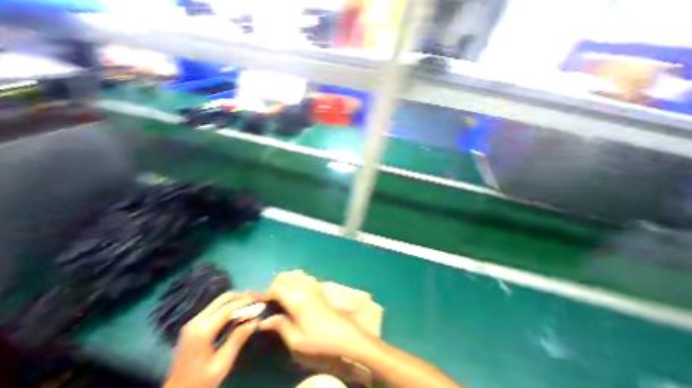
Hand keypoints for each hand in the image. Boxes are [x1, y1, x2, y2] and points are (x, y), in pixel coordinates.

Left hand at [163, 293, 259, 387]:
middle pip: (224, 298)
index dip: (247, 301)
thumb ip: (239, 338)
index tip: (262, 300)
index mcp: (203, 331)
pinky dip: (230, 305)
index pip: (229, 307)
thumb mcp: (222, 364)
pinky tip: (239, 311)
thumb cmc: (200, 383)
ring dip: (237, 299)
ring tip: (251, 303)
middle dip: (243, 296)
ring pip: (220, 300)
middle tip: (257, 299)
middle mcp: (196, 321)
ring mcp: (193, 321)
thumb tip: (257, 320)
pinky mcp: (194, 324)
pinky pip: (216, 307)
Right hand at [258, 272, 369, 359]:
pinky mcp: (319, 285)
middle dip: (275, 284)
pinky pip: (304, 274)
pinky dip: (296, 278)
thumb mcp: (295, 339)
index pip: (276, 287)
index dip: (267, 294)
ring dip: (286, 279)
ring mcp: (312, 284)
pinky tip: (296, 290)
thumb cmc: (317, 338)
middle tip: (273, 299)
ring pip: (294, 272)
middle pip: (284, 275)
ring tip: (283, 293)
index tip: (265, 304)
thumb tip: (264, 321)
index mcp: (295, 299)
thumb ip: (279, 326)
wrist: (341, 331)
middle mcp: (303, 287)